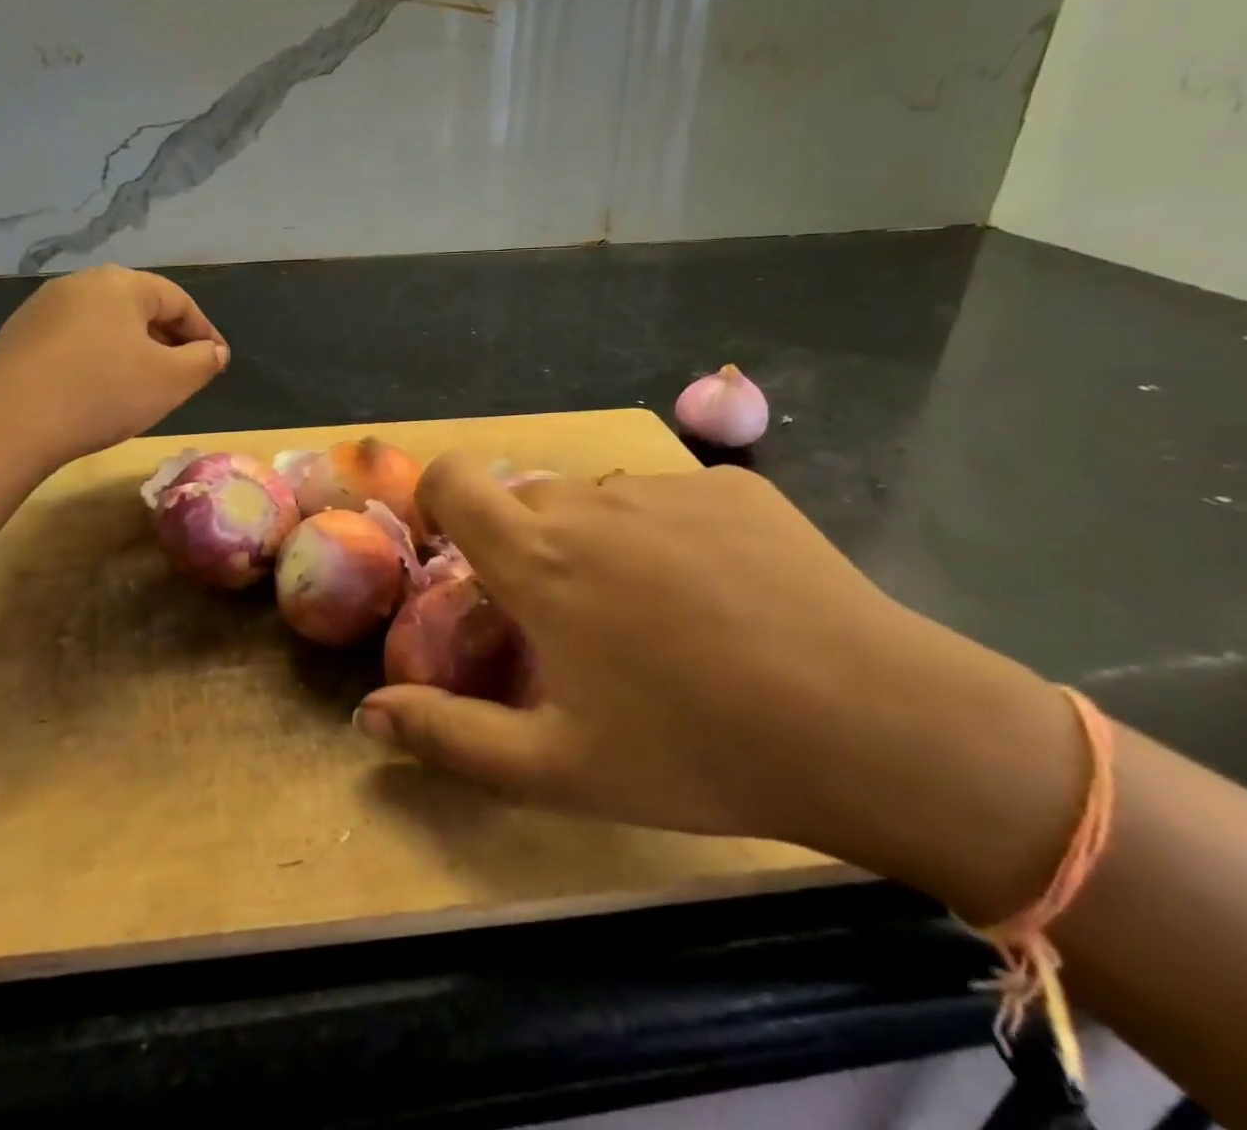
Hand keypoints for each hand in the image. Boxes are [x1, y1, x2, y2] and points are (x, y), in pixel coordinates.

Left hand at [0, 266, 228, 471]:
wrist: (4, 425)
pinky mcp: (17, 336)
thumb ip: (204, 361)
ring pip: (106, 324)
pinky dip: (98, 359)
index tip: (218, 364)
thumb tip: (214, 351)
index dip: (205, 333)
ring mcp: (42, 308)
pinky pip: (74, 340)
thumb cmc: (101, 394)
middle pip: (140, 308)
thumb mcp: (171, 381)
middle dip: (169, 340)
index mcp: (120, 283)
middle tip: (184, 375)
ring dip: (133, 350)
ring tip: (144, 385)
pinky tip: (98, 391)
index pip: (179, 300)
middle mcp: (80, 284)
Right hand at [356, 459, 1089, 922]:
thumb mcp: (560, 768)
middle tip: (571, 624)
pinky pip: (668, 498)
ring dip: (599, 543)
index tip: (462, 553)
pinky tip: (722, 597)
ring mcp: (667, 484)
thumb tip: (368, 715)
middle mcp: (592, 500)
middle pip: (528, 501)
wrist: (878, 727)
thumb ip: (451, 738)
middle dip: (528, 549)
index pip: (454, 479)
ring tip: (656, 618)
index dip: (440, 499)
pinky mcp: (733, 485)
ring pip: (598, 501)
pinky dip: (667, 535)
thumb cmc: (699, 752)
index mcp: (540, 558)